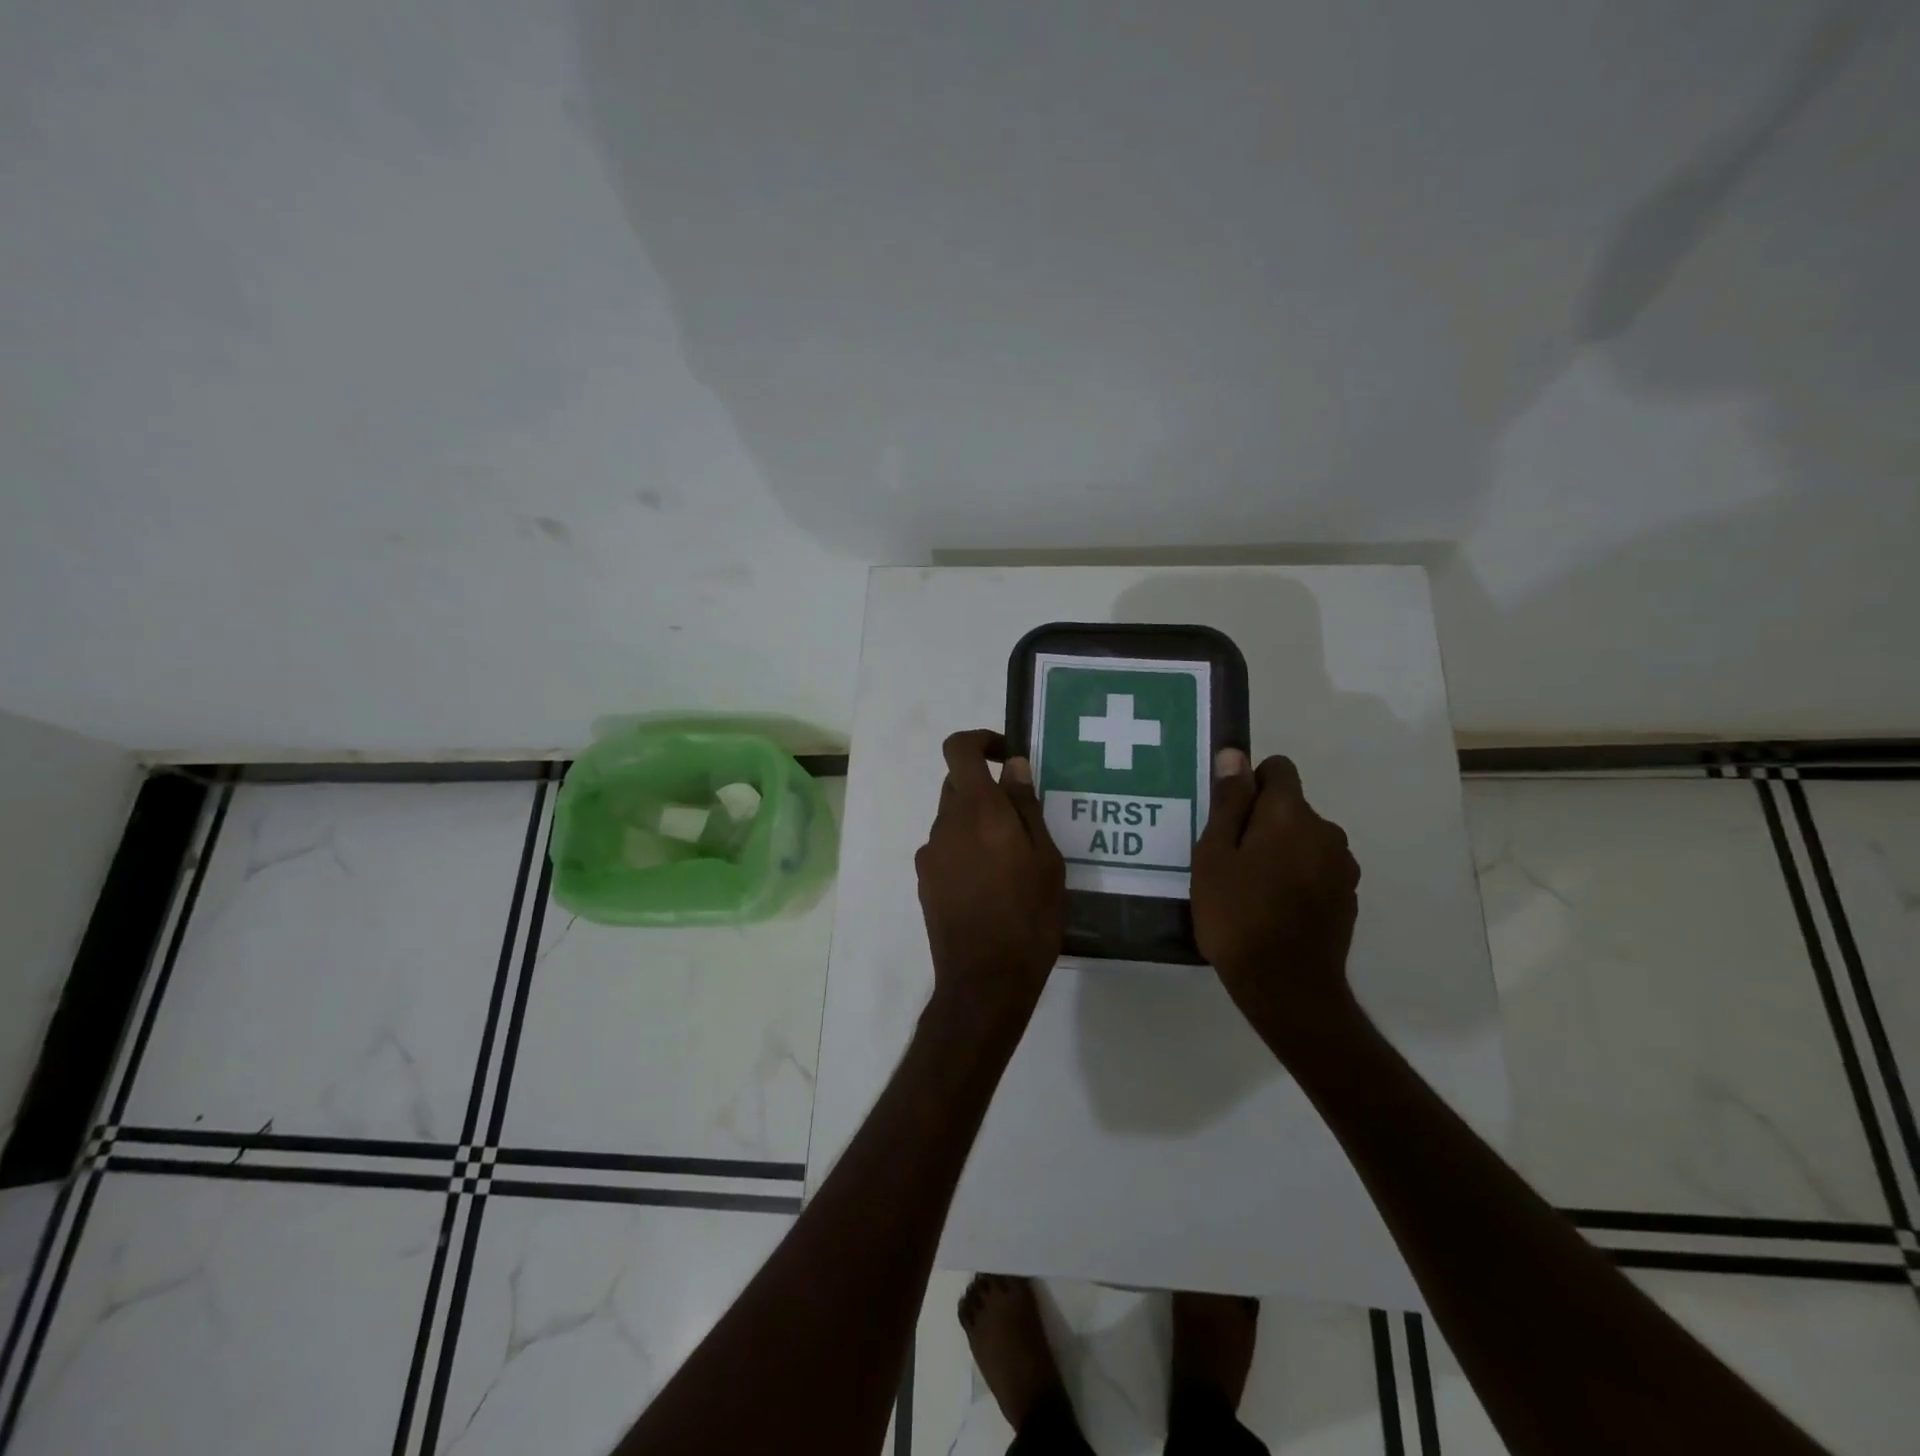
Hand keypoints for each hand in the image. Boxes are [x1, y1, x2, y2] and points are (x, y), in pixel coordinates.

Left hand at [915, 730, 1066, 1037]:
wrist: (985, 981)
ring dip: (978, 823)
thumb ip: (1025, 806)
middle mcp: (945, 824)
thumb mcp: (1044, 859)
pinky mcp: (924, 881)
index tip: (1006, 756)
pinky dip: (966, 850)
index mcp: (977, 811)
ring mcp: (930, 854)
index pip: (958, 750)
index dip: (979, 741)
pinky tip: (991, 885)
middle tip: (1022, 819)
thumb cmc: (1028, 917)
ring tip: (1012, 861)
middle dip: (986, 790)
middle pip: (957, 785)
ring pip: (953, 819)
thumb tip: (1013, 765)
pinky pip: (947, 848)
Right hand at [1191, 749, 1361, 1051]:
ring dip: (1280, 849)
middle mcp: (1326, 830)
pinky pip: (1316, 868)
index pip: (1278, 769)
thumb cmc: (1237, 914)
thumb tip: (1234, 755)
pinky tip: (1273, 908)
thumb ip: (1228, 802)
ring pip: (1304, 839)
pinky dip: (1296, 875)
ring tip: (1249, 887)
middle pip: (1290, 806)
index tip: (1227, 818)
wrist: (1287, 986)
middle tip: (1228, 859)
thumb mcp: (1214, 855)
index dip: (1249, 784)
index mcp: (1291, 814)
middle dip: (1261, 820)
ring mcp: (1342, 865)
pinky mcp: (1348, 896)